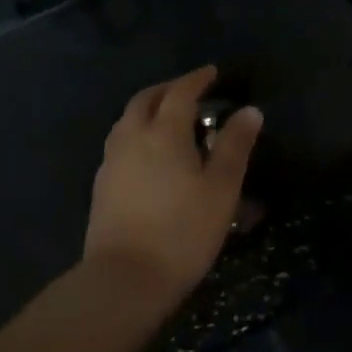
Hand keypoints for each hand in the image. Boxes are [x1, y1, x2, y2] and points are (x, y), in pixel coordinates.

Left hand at [85, 65, 262, 305]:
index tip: (212, 72)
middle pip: (146, 99)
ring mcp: (111, 161)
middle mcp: (132, 137)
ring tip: (169, 120)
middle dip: (168, 89)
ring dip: (148, 109)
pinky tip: (149, 155)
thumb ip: (234, 146)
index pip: (180, 92)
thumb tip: (249, 111)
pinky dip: (137, 134)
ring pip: (128, 120)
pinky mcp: (101, 185)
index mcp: (163, 132)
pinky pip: (120, 143)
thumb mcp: (221, 189)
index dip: (197, 79)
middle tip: (190, 91)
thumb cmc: (182, 232)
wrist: (124, 279)